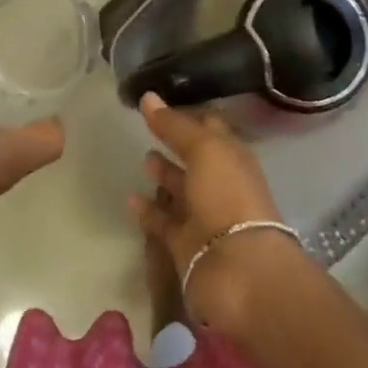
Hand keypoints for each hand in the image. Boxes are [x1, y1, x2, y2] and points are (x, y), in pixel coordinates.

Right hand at [129, 94, 300, 325]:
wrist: (238, 269)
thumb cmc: (227, 196)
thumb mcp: (205, 149)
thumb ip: (175, 125)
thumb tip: (149, 97)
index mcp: (233, 157)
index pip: (210, 128)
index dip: (189, 114)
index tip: (161, 101)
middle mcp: (220, 183)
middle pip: (196, 158)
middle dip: (177, 143)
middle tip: (149, 127)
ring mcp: (203, 216)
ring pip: (181, 190)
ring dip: (164, 175)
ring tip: (143, 157)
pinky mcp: (185, 244)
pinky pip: (163, 222)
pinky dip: (148, 210)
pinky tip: (129, 197)